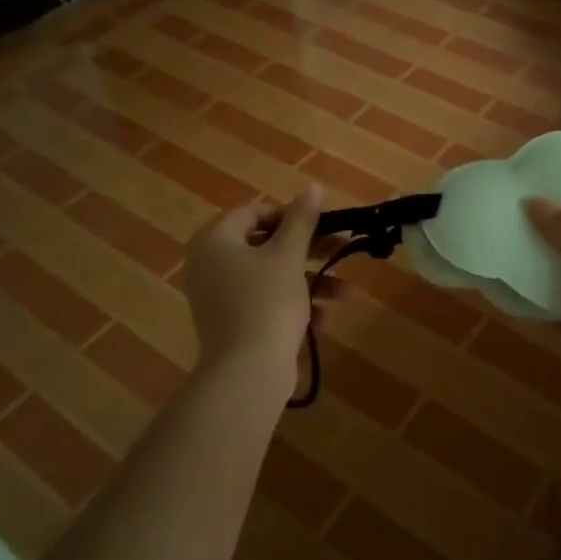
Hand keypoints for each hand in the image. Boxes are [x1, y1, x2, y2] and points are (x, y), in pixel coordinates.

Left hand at [184, 185, 335, 390]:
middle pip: (267, 245)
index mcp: (216, 240)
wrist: (247, 373)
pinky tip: (324, 321)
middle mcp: (211, 264)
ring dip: (312, 282)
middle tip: (341, 250)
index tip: (322, 226)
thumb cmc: (267, 302)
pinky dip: (295, 306)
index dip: (291, 215)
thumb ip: (302, 219)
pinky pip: (266, 303)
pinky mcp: (233, 323)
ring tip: (349, 295)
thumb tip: (313, 186)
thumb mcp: (289, 255)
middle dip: (310, 252)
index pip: (255, 212)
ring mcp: (220, 297)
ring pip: (273, 277)